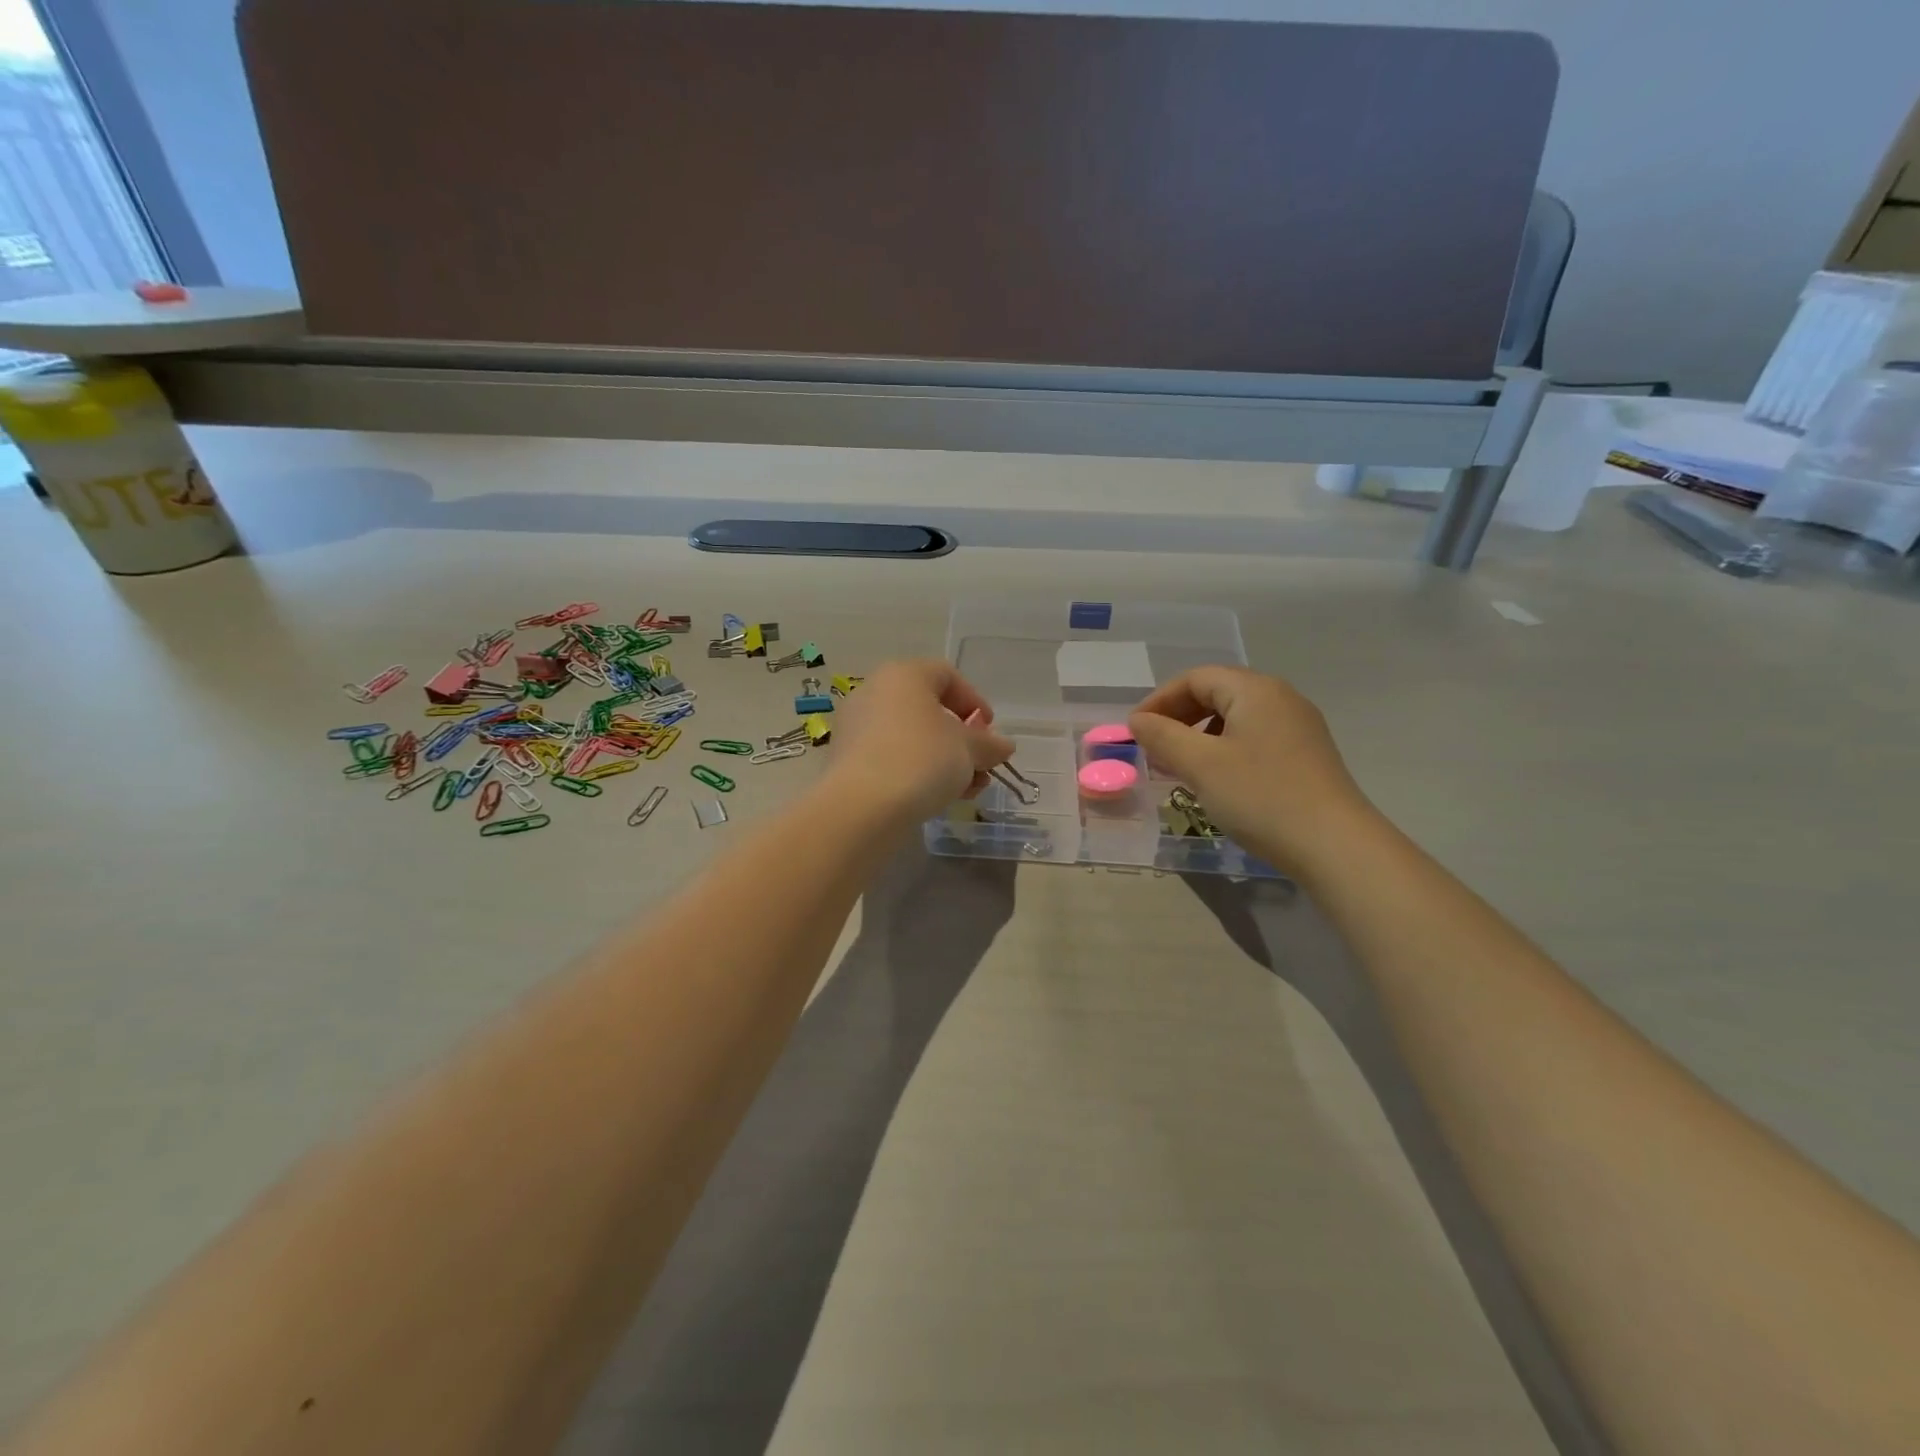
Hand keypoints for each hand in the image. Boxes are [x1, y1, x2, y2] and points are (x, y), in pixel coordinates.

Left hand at [830, 660, 1015, 824]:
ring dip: (944, 761)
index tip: (989, 731)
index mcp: (903, 675)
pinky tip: (937, 799)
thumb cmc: (921, 760)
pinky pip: (891, 758)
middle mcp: (874, 693)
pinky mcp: (847, 761)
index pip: (946, 675)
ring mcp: (856, 727)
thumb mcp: (967, 750)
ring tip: (966, 790)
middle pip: (928, 710)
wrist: (862, 808)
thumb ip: (988, 744)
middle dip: (961, 740)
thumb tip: (1003, 745)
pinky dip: (916, 772)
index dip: (973, 701)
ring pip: (911, 738)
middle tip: (981, 766)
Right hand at [1128, 667, 1374, 877]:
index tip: (1135, 731)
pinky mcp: (1306, 755)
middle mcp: (1281, 698)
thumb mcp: (1200, 765)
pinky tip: (1216, 780)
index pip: (1196, 678)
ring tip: (1180, 767)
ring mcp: (1298, 727)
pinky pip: (1254, 739)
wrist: (1335, 846)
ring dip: (1199, 736)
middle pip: (1217, 693)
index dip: (1159, 700)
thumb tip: (1138, 720)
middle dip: (1178, 718)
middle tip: (1154, 749)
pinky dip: (1224, 750)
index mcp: (1255, 690)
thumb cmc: (1260, 796)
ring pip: (1235, 719)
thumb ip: (1162, 736)